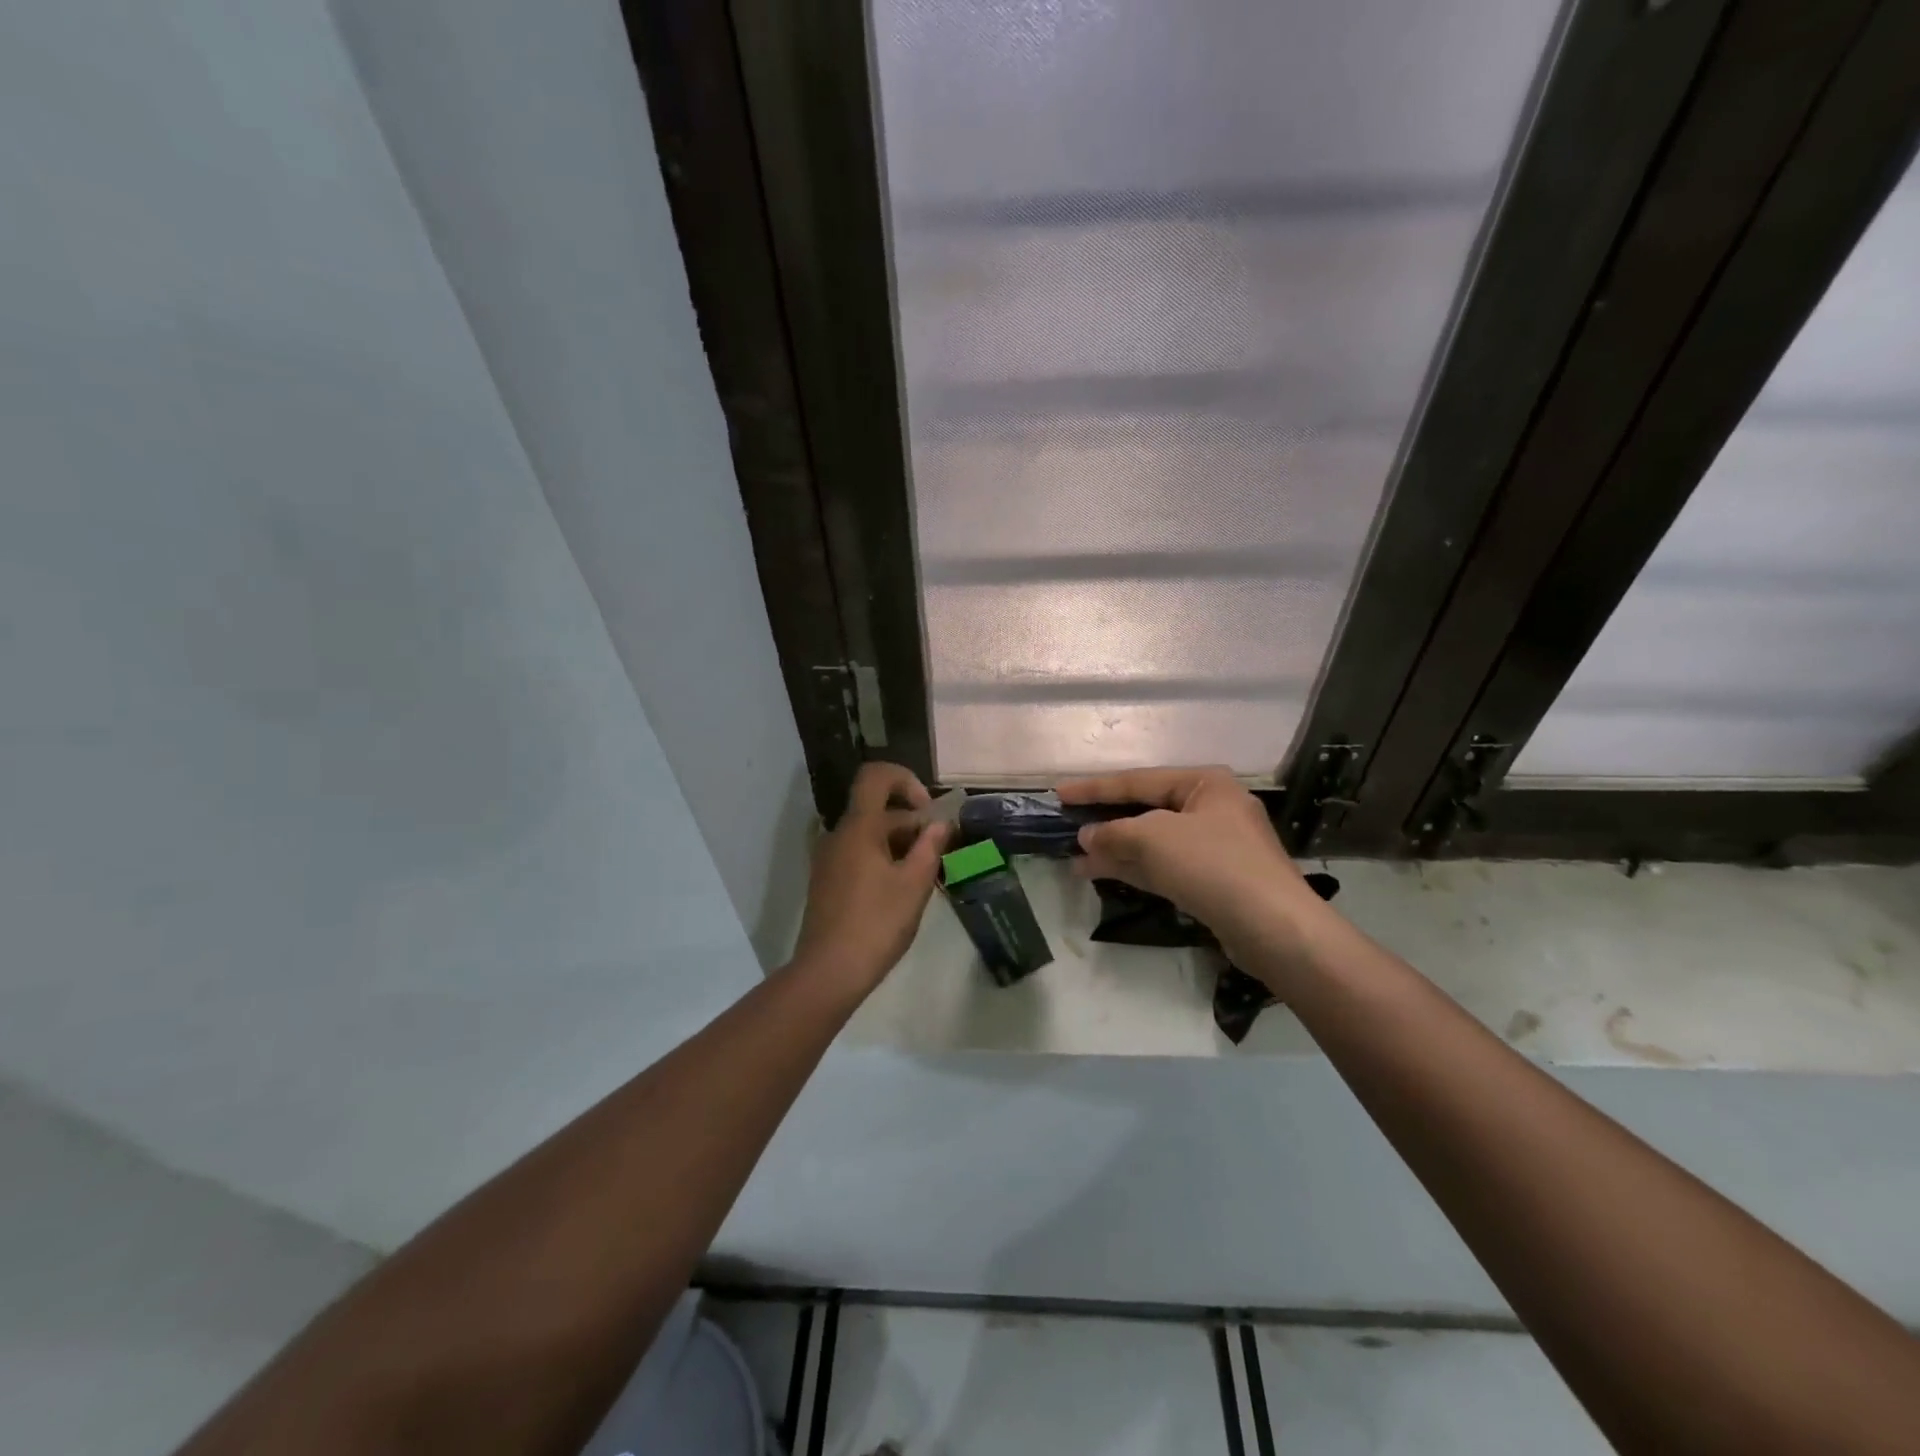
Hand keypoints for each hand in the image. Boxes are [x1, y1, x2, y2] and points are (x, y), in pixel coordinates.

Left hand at [789, 762, 949, 996]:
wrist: (829, 971)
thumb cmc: (877, 924)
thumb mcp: (915, 885)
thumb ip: (931, 847)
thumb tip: (941, 823)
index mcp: (859, 827)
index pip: (875, 776)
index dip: (905, 780)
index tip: (928, 811)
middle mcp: (839, 835)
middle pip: (877, 809)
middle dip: (911, 823)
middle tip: (938, 855)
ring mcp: (829, 858)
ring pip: (869, 834)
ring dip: (899, 844)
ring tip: (923, 876)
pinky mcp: (827, 880)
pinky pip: (858, 854)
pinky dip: (882, 859)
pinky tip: (900, 891)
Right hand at [1058, 767, 1327, 963]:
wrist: (1273, 928)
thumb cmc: (1212, 865)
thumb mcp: (1153, 839)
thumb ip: (1113, 833)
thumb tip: (1086, 836)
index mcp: (1205, 784)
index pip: (1137, 780)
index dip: (1094, 788)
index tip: (1059, 794)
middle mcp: (1211, 809)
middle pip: (1146, 810)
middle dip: (1106, 822)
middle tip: (1066, 826)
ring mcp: (1214, 847)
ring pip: (1152, 842)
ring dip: (1115, 849)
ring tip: (1075, 857)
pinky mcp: (1213, 881)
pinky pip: (1163, 866)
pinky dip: (1133, 868)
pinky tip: (1101, 873)